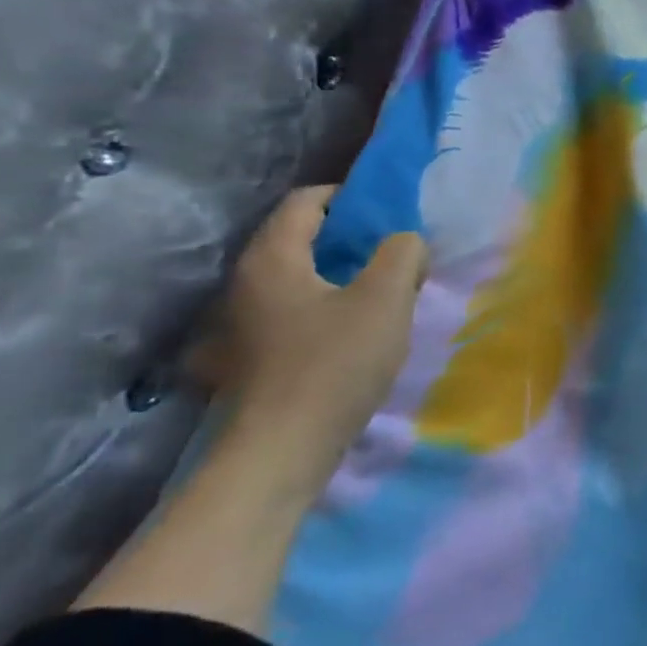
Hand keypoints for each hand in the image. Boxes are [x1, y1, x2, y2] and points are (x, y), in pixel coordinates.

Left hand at [195, 187, 427, 497]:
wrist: (283, 449)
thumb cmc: (335, 363)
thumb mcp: (386, 298)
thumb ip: (402, 253)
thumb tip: (404, 241)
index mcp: (272, 259)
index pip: (305, 202)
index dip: (350, 196)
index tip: (391, 210)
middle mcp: (246, 282)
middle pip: (298, 237)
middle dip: (350, 235)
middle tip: (395, 248)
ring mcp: (242, 322)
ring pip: (297, 275)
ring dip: (340, 271)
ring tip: (382, 286)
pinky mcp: (251, 354)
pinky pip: (292, 307)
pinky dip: (325, 302)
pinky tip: (353, 325)